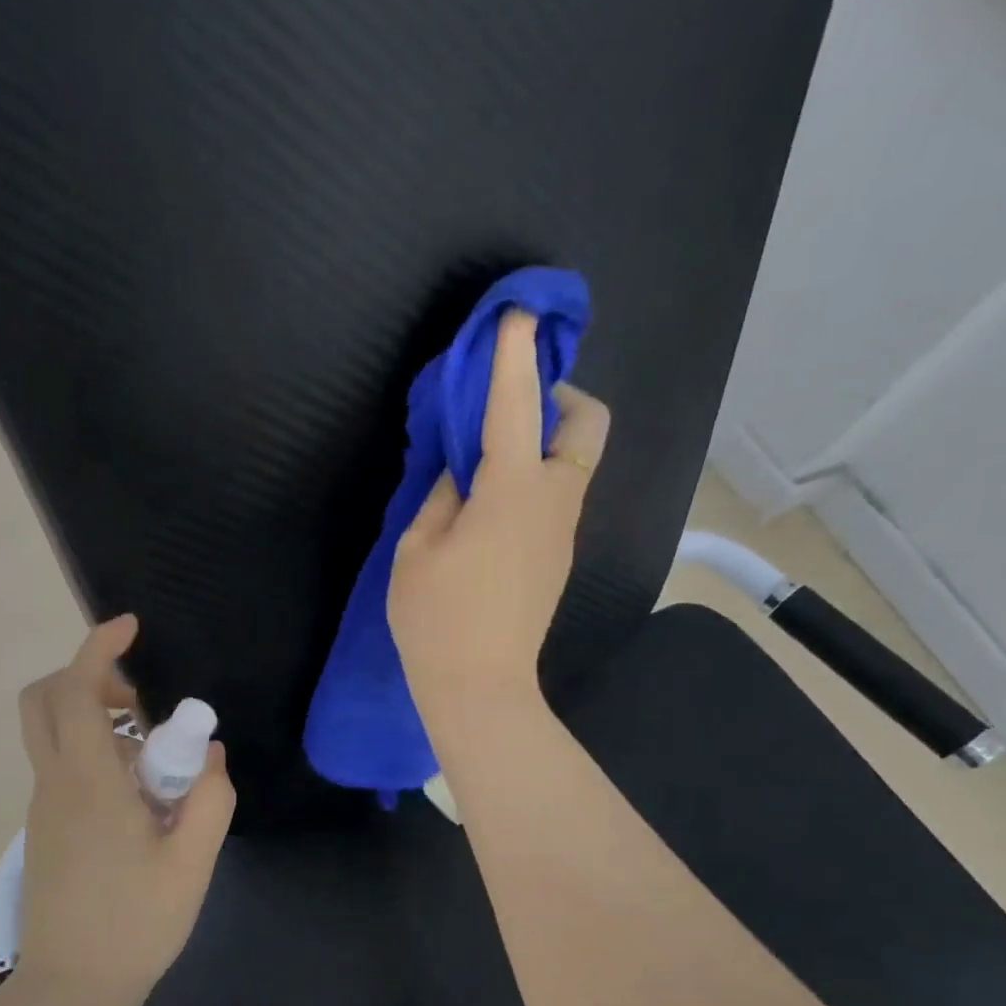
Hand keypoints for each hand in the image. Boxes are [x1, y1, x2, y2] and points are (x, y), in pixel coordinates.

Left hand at [14, 616, 235, 1005]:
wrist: (71, 990)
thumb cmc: (135, 924)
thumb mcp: (192, 861)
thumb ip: (210, 797)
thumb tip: (208, 753)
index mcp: (88, 783)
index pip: (76, 692)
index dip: (98, 648)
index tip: (130, 627)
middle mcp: (55, 784)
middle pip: (43, 700)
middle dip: (86, 678)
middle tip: (138, 700)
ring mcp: (43, 808)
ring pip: (54, 734)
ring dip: (98, 720)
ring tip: (155, 761)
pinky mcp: (45, 829)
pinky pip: (64, 767)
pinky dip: (96, 754)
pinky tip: (139, 799)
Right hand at [388, 310, 610, 746]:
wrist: (481, 688)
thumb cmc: (437, 618)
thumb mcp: (418, 549)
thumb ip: (440, 497)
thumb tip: (460, 474)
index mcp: (513, 491)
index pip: (517, 406)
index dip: (512, 357)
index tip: (515, 317)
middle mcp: (554, 501)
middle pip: (587, 425)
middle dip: (561, 397)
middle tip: (513, 408)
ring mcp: (563, 532)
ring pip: (576, 463)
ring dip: (546, 441)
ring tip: (489, 461)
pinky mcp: (558, 558)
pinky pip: (558, 498)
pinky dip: (536, 479)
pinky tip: (492, 508)